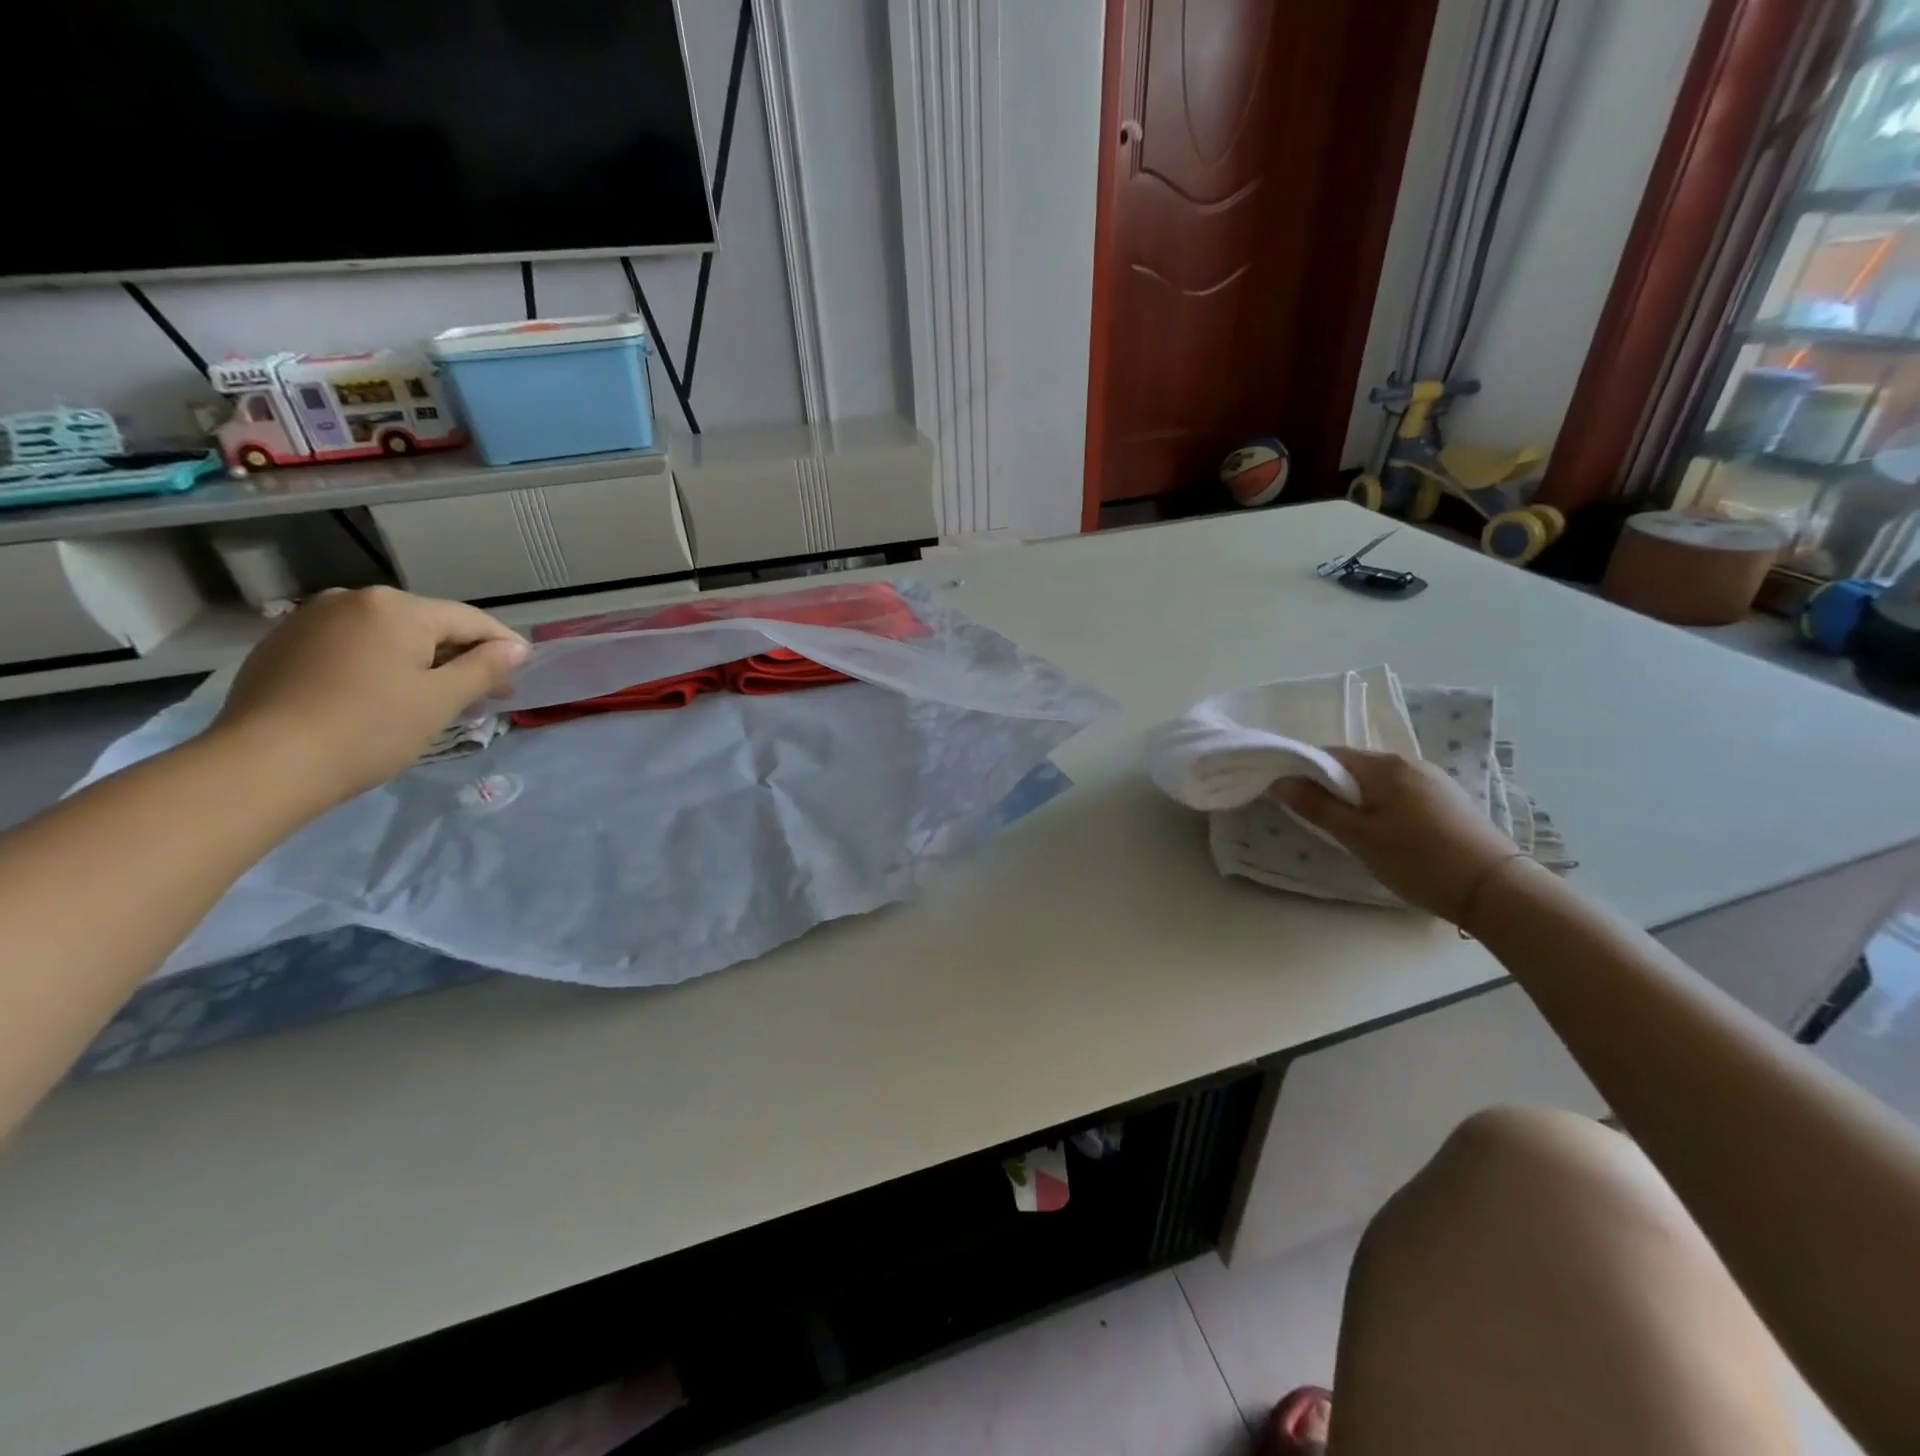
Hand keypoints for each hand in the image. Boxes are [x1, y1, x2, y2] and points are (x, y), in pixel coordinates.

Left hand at [210, 587, 528, 804]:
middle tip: (482, 697)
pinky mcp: (282, 645)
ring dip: (419, 663)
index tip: (521, 674)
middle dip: (459, 658)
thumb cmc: (370, 729)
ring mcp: (310, 619)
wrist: (264, 764)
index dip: (503, 646)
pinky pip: (351, 648)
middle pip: (427, 625)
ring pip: (388, 636)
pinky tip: (382, 699)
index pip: (470, 620)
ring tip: (434, 701)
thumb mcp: (442, 700)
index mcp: (396, 607)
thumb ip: (485, 668)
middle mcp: (351, 599)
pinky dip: (378, 667)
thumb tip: (516, 648)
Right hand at [1273, 749, 1521, 921]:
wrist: (1496, 889)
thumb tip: (1281, 782)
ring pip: (1378, 780)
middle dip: (1330, 786)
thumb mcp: (1359, 837)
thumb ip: (1318, 807)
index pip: (1328, 755)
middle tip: (1318, 819)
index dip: (1303, 772)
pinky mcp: (1448, 798)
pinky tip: (1385, 830)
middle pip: (1354, 766)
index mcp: (1384, 766)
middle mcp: (1409, 762)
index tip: (1289, 798)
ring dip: (1357, 797)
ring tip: (1350, 829)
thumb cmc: (1419, 860)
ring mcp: (1433, 779)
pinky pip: (1400, 791)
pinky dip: (1382, 804)